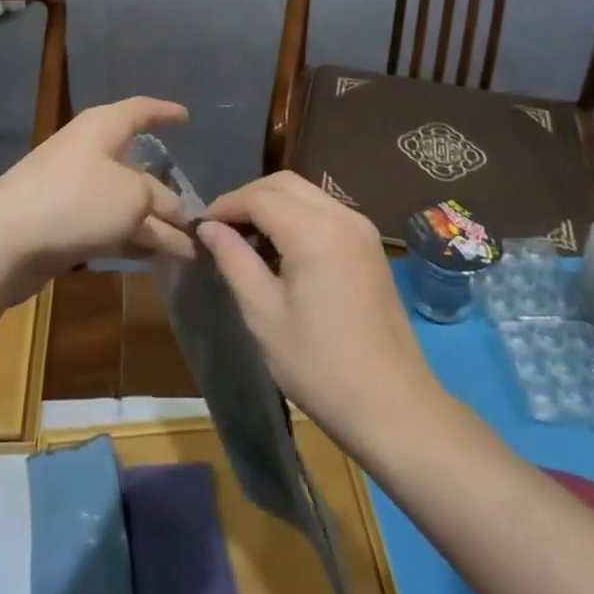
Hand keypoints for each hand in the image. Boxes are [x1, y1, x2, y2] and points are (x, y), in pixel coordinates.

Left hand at [0, 98, 195, 302]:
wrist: (4, 241)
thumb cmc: (75, 201)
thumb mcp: (133, 197)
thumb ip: (160, 202)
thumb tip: (175, 216)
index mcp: (103, 128)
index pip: (141, 110)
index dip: (165, 112)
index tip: (187, 117)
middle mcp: (88, 151)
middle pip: (137, 167)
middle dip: (168, 193)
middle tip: (198, 217)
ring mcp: (73, 188)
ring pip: (124, 202)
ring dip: (154, 225)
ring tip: (187, 251)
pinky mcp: (63, 222)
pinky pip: (107, 225)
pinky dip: (131, 238)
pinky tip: (153, 259)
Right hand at [198, 172, 435, 443]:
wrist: (394, 409)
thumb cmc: (321, 366)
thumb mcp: (264, 315)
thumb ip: (233, 260)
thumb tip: (208, 228)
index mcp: (315, 231)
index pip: (258, 197)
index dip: (224, 206)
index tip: (199, 227)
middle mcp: (342, 216)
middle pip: (283, 184)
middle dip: (247, 198)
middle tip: (219, 229)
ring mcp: (362, 229)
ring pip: (306, 193)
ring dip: (272, 204)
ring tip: (245, 238)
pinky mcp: (370, 245)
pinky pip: (324, 211)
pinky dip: (296, 215)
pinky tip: (280, 247)